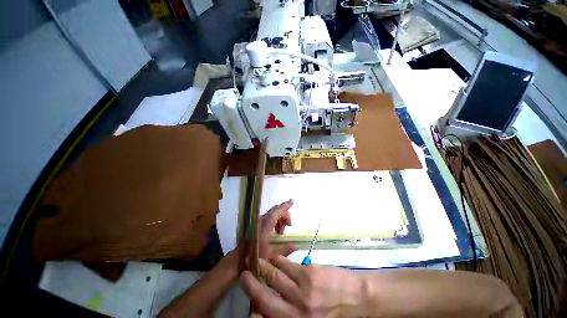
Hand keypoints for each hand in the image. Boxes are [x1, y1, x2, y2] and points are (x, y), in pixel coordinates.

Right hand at [241, 255, 364, 317]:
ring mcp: (301, 291)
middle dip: (252, 284)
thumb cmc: (336, 314)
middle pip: (265, 296)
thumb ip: (293, 314)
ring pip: (275, 275)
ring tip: (259, 261)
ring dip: (265, 267)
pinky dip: (279, 260)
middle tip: (245, 273)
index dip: (253, 305)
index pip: (266, 316)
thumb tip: (273, 308)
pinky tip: (276, 258)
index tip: (247, 297)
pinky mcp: (308, 273)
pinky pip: (287, 265)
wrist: (359, 299)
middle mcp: (295, 311)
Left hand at [259, 199, 294, 259]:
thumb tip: (296, 245)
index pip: (276, 212)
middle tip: (290, 224)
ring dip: (279, 219)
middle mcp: (260, 221)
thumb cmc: (254, 258)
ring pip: (272, 214)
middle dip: (284, 215)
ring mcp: (257, 222)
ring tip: (281, 232)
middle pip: (275, 211)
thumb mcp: (271, 256)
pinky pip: (268, 218)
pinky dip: (274, 221)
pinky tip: (276, 232)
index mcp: (264, 226)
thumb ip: (284, 249)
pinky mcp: (256, 224)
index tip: (292, 201)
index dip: (285, 206)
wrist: (238, 259)